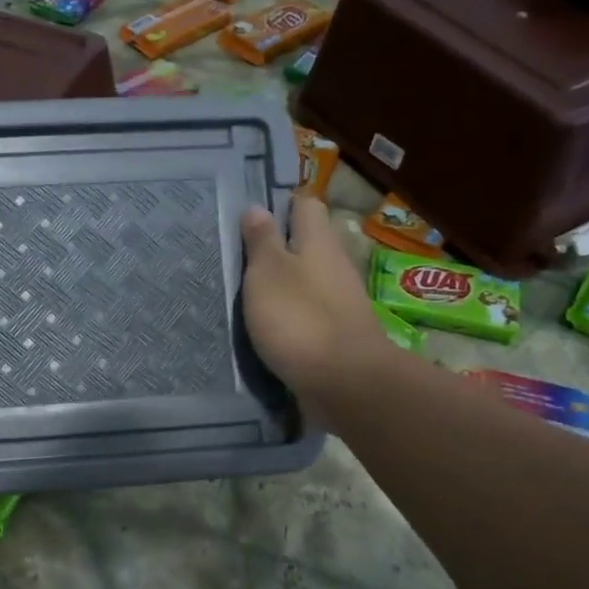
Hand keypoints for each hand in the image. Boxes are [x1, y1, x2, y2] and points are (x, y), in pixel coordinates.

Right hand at [240, 196, 391, 417]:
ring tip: (249, 296)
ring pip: (309, 279)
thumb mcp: (267, 272)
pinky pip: (311, 312)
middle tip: (242, 261)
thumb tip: (258, 207)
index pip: (305, 205)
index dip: (280, 207)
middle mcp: (335, 264)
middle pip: (308, 244)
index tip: (251, 221)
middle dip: (279, 248)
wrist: (345, 382)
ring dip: (284, 284)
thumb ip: (262, 241)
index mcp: (318, 241)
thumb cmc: (299, 318)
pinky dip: (292, 315)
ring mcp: (341, 301)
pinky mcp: (339, 333)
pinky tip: (270, 328)